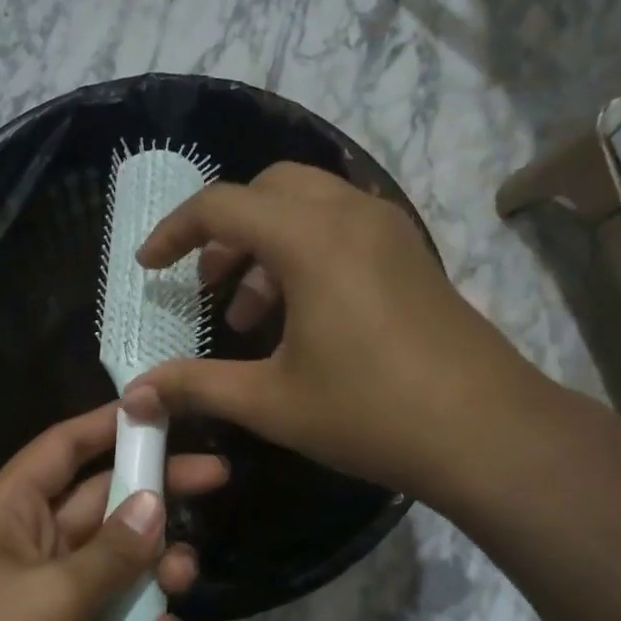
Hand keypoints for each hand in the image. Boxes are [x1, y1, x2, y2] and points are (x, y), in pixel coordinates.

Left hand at [0, 401, 226, 620]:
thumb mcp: (51, 596)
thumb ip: (111, 553)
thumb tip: (155, 504)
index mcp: (13, 512)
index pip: (64, 447)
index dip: (110, 424)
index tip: (164, 411)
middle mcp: (35, 545)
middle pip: (105, 503)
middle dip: (156, 495)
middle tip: (217, 477)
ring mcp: (52, 599)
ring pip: (119, 566)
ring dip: (156, 571)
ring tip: (183, 580)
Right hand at [130, 163, 559, 507]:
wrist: (485, 432)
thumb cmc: (369, 412)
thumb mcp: (270, 402)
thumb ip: (197, 386)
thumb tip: (135, 395)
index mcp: (310, 238)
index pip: (221, 205)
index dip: (174, 232)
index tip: (150, 267)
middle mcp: (351, 215)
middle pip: (268, 188)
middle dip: (226, 229)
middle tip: (209, 284)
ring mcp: (390, 231)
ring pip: (309, 205)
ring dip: (267, 243)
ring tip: (251, 314)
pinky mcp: (411, 255)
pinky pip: (343, 226)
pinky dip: (306, 251)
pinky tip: (303, 316)